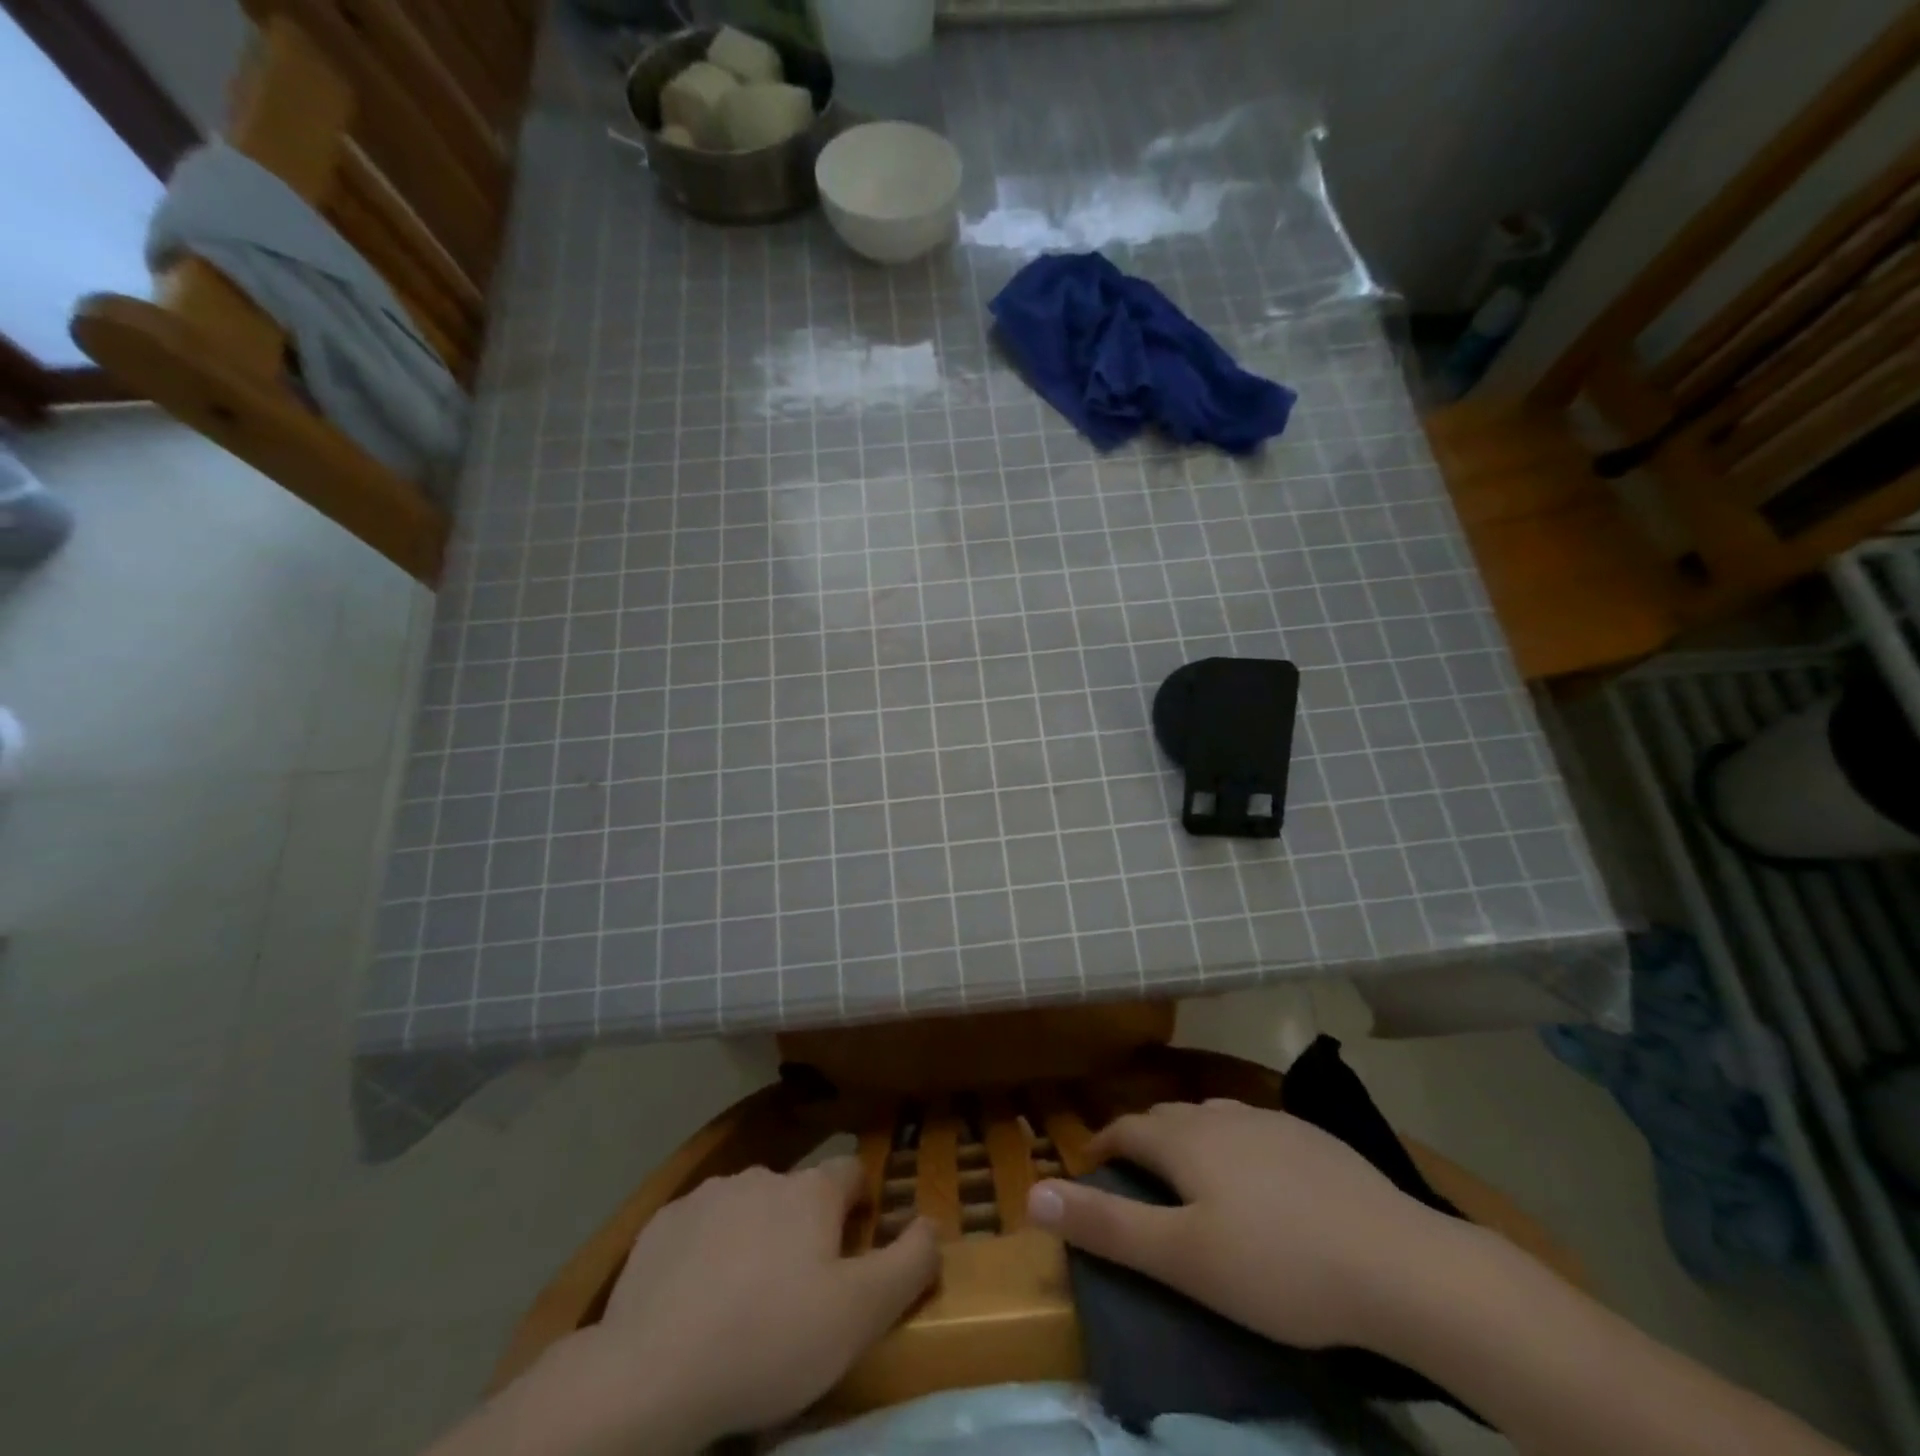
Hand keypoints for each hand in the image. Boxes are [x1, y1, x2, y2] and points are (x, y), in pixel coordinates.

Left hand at [596, 1157, 938, 1442]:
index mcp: (811, 1191)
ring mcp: (708, 1195)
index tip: (854, 1250)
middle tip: (798, 1293)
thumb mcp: (860, 1315)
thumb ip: (909, 1263)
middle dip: (804, 1228)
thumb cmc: (770, 1340)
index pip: (851, 1172)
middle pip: (798, 1193)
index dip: (860, 1205)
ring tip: (744, 1302)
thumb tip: (932, 1223)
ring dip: (755, 1238)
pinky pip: (700, 1229)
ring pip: (748, 1207)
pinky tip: (694, 1303)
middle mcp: (763, 1175)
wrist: (651, 1373)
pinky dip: (707, 1253)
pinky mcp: (663, 1224)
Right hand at [1025, 1099, 1456, 1350]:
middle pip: (1167, 1117)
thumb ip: (1107, 1226)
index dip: (1103, 1146)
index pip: (1127, 1129)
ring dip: (1189, 1137)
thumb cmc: (1278, 1266)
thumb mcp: (1183, 1259)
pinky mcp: (1313, 1138)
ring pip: (1212, 1118)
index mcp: (1186, 1140)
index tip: (1090, 1168)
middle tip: (1136, 1175)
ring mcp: (1272, 1121)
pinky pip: (1254, 1130)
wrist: (1398, 1264)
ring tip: (1191, 1171)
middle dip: (1143, 1139)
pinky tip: (1258, 1175)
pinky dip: (1235, 1145)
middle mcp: (1222, 1116)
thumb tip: (1033, 1194)